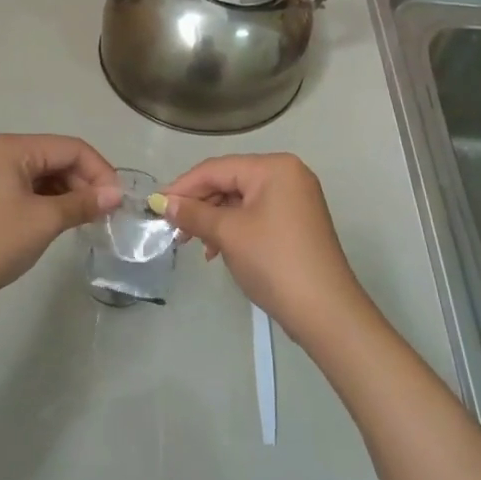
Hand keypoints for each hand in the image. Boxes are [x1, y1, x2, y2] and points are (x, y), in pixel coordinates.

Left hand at [0, 133, 121, 323]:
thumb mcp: (44, 221)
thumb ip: (83, 203)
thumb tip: (116, 194)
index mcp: (10, 147)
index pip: (70, 148)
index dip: (99, 171)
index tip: (118, 201)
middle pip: (55, 157)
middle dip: (84, 182)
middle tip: (105, 214)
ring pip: (42, 173)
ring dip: (67, 192)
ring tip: (87, 219)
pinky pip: (25, 187)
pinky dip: (47, 200)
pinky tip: (61, 220)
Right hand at [160, 154, 371, 344]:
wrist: (325, 311)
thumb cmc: (274, 262)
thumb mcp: (228, 234)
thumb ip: (194, 213)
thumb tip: (164, 202)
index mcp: (274, 168)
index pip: (216, 168)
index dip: (183, 186)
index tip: (155, 205)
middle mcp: (287, 175)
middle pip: (229, 181)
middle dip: (199, 205)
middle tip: (173, 229)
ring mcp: (294, 199)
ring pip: (240, 200)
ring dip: (213, 219)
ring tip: (193, 244)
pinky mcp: (295, 222)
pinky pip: (254, 215)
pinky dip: (232, 229)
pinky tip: (217, 250)